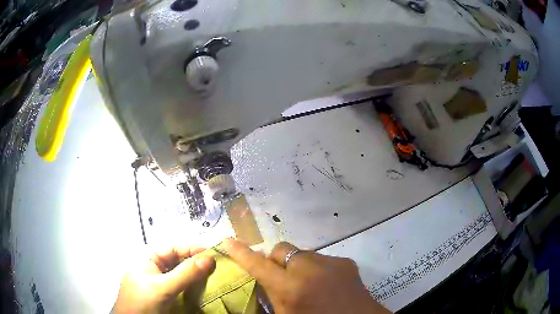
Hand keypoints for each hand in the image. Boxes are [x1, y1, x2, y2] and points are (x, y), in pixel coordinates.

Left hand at [112, 245, 214, 313]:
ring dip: (196, 276)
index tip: (214, 253)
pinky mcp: (164, 297)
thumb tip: (210, 258)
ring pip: (180, 275)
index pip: (172, 248)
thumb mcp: (163, 288)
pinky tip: (203, 291)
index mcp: (147, 259)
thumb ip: (185, 274)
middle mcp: (153, 269)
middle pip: (177, 261)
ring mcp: (158, 284)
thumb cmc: (143, 302)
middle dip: (196, 262)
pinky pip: (180, 288)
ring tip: (215, 277)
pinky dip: (192, 287)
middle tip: (218, 267)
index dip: (192, 248)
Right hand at [222, 239, 390, 313]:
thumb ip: (271, 296)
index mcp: (291, 288)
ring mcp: (330, 262)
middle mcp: (310, 269)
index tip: (228, 241)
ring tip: (305, 284)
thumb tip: (263, 279)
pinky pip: (321, 259)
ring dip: (296, 265)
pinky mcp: (345, 261)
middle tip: (278, 277)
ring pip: (301, 254)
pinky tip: (324, 284)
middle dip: (274, 261)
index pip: (258, 265)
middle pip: (280, 250)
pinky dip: (316, 268)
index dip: (241, 253)